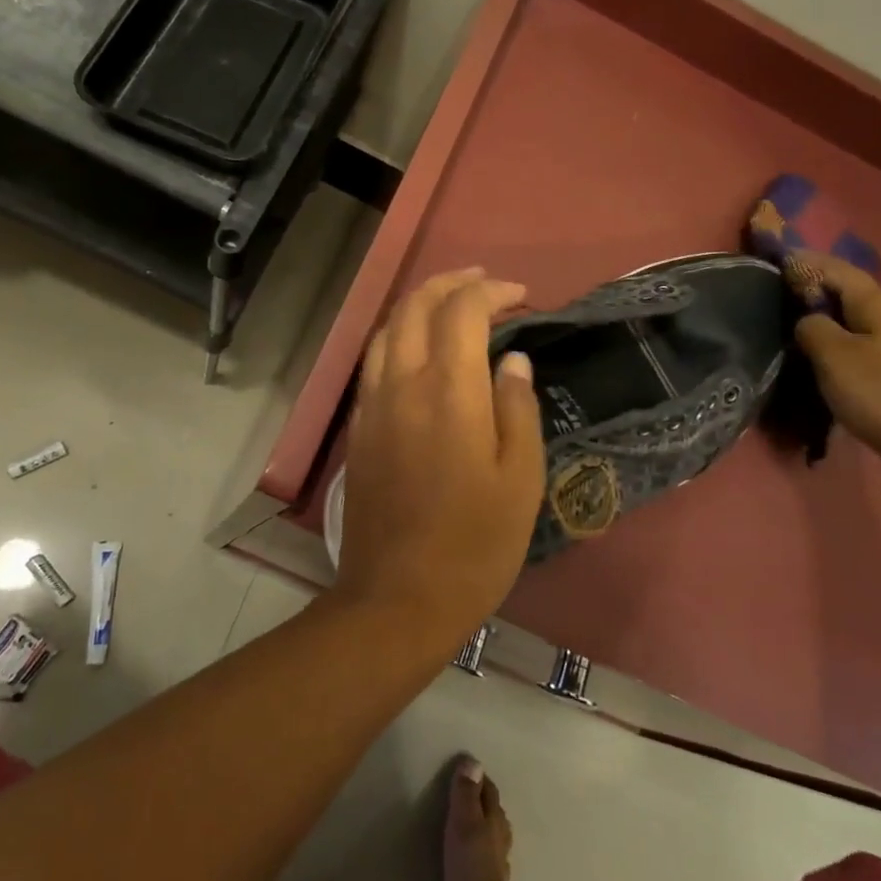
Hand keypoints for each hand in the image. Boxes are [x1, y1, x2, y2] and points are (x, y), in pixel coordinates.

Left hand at [335, 269, 545, 642]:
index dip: (492, 292)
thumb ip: (517, 408)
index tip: (521, 297)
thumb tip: (512, 360)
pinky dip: (397, 334)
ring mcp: (373, 403)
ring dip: (419, 303)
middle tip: (486, 283)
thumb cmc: (475, 544)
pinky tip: (417, 348)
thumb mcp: (520, 479)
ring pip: (387, 328)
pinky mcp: (359, 426)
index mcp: (447, 390)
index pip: (462, 311)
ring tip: (451, 302)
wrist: (398, 598)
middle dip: (451, 283)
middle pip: (415, 306)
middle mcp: (402, 383)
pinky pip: (374, 359)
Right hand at [792, 253, 880, 487]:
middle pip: (851, 295)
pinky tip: (828, 363)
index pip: (837, 269)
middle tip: (779, 298)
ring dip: (830, 323)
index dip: (806, 263)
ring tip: (798, 331)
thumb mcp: (834, 357)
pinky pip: (869, 349)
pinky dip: (844, 348)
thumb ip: (812, 328)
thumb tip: (808, 320)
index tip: (777, 261)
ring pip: (860, 324)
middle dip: (817, 292)